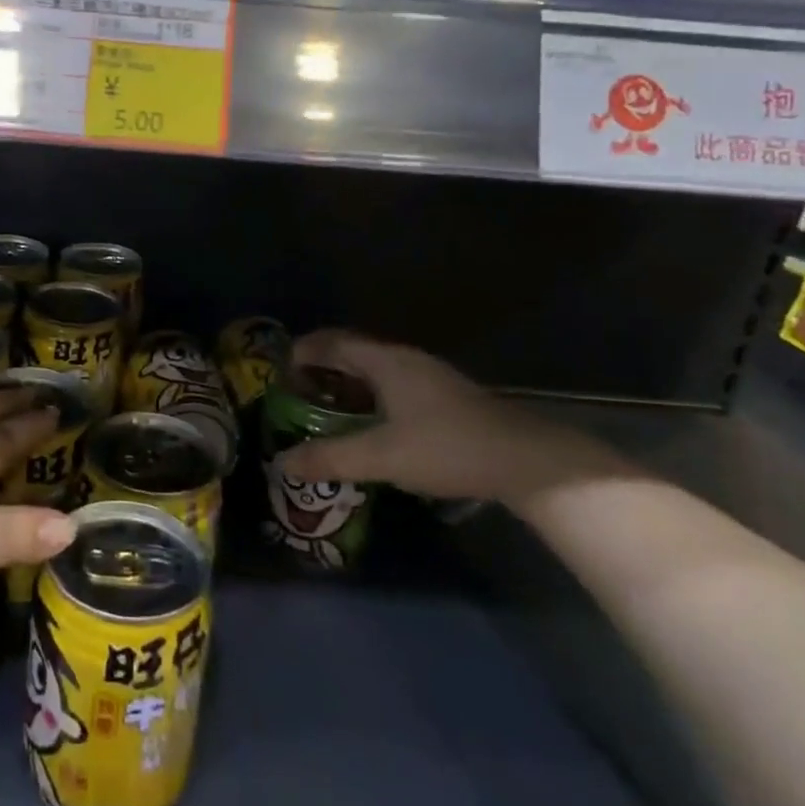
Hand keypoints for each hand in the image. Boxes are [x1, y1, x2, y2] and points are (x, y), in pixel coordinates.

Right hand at [279, 331, 610, 503]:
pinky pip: (390, 384)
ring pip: (373, 370)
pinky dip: (367, 396)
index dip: (301, 353)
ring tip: (324, 412)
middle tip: (294, 396)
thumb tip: (281, 463)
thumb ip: (330, 458)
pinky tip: (368, 426)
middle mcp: (403, 359)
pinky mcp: (443, 397)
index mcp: (385, 361)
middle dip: (319, 369)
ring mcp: (427, 376)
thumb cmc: (447, 448)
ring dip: (345, 385)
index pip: (331, 342)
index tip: (277, 375)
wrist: (526, 461)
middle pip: (350, 352)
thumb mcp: (381, 457)